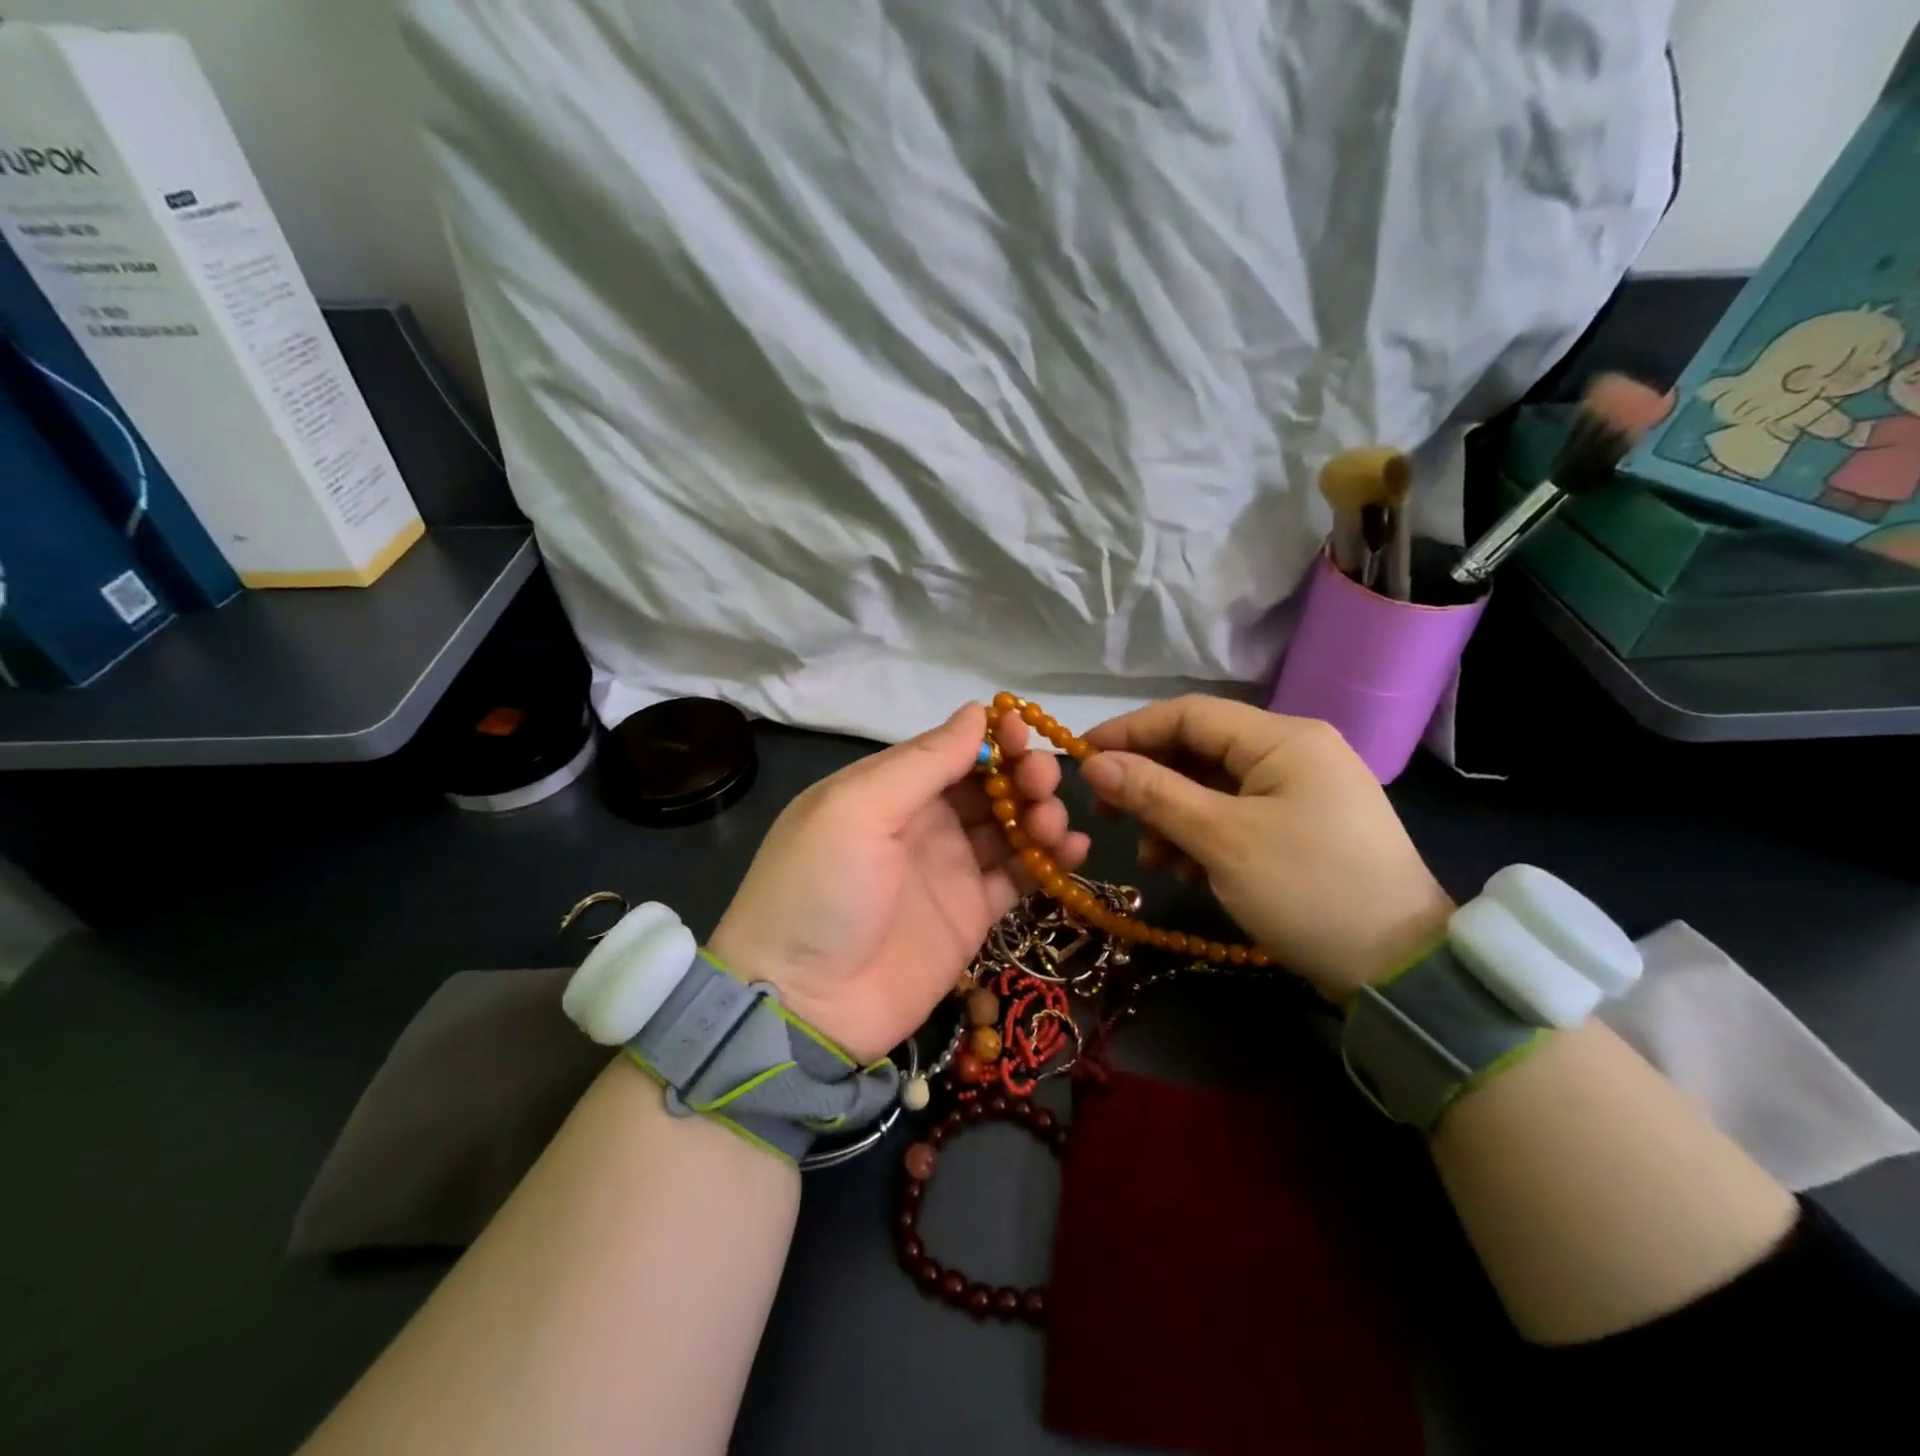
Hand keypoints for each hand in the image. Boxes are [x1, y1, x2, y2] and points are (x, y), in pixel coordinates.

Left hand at [709, 705, 1088, 1062]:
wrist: (804, 1004)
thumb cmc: (821, 888)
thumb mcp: (858, 809)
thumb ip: (923, 762)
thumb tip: (976, 711)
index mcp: (889, 789)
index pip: (952, 749)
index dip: (992, 738)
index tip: (1025, 732)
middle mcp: (923, 822)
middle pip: (988, 785)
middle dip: (1022, 774)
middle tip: (1042, 783)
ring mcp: (950, 869)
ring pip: (1010, 826)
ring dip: (1040, 814)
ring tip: (1053, 824)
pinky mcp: (972, 914)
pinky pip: (1020, 877)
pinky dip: (1050, 861)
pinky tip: (1074, 850)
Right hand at [1022, 696, 1451, 1000]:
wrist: (1401, 970)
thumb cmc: (1308, 890)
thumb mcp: (1222, 840)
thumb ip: (1155, 793)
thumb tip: (1095, 764)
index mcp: (1283, 738)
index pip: (1189, 714)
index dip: (1130, 731)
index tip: (1081, 757)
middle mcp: (1295, 751)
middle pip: (1200, 750)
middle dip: (1149, 781)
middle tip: (1107, 815)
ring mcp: (1302, 790)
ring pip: (1214, 786)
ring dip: (1173, 815)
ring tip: (1151, 857)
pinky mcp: (1303, 826)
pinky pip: (1237, 815)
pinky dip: (1203, 836)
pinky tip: (1186, 870)